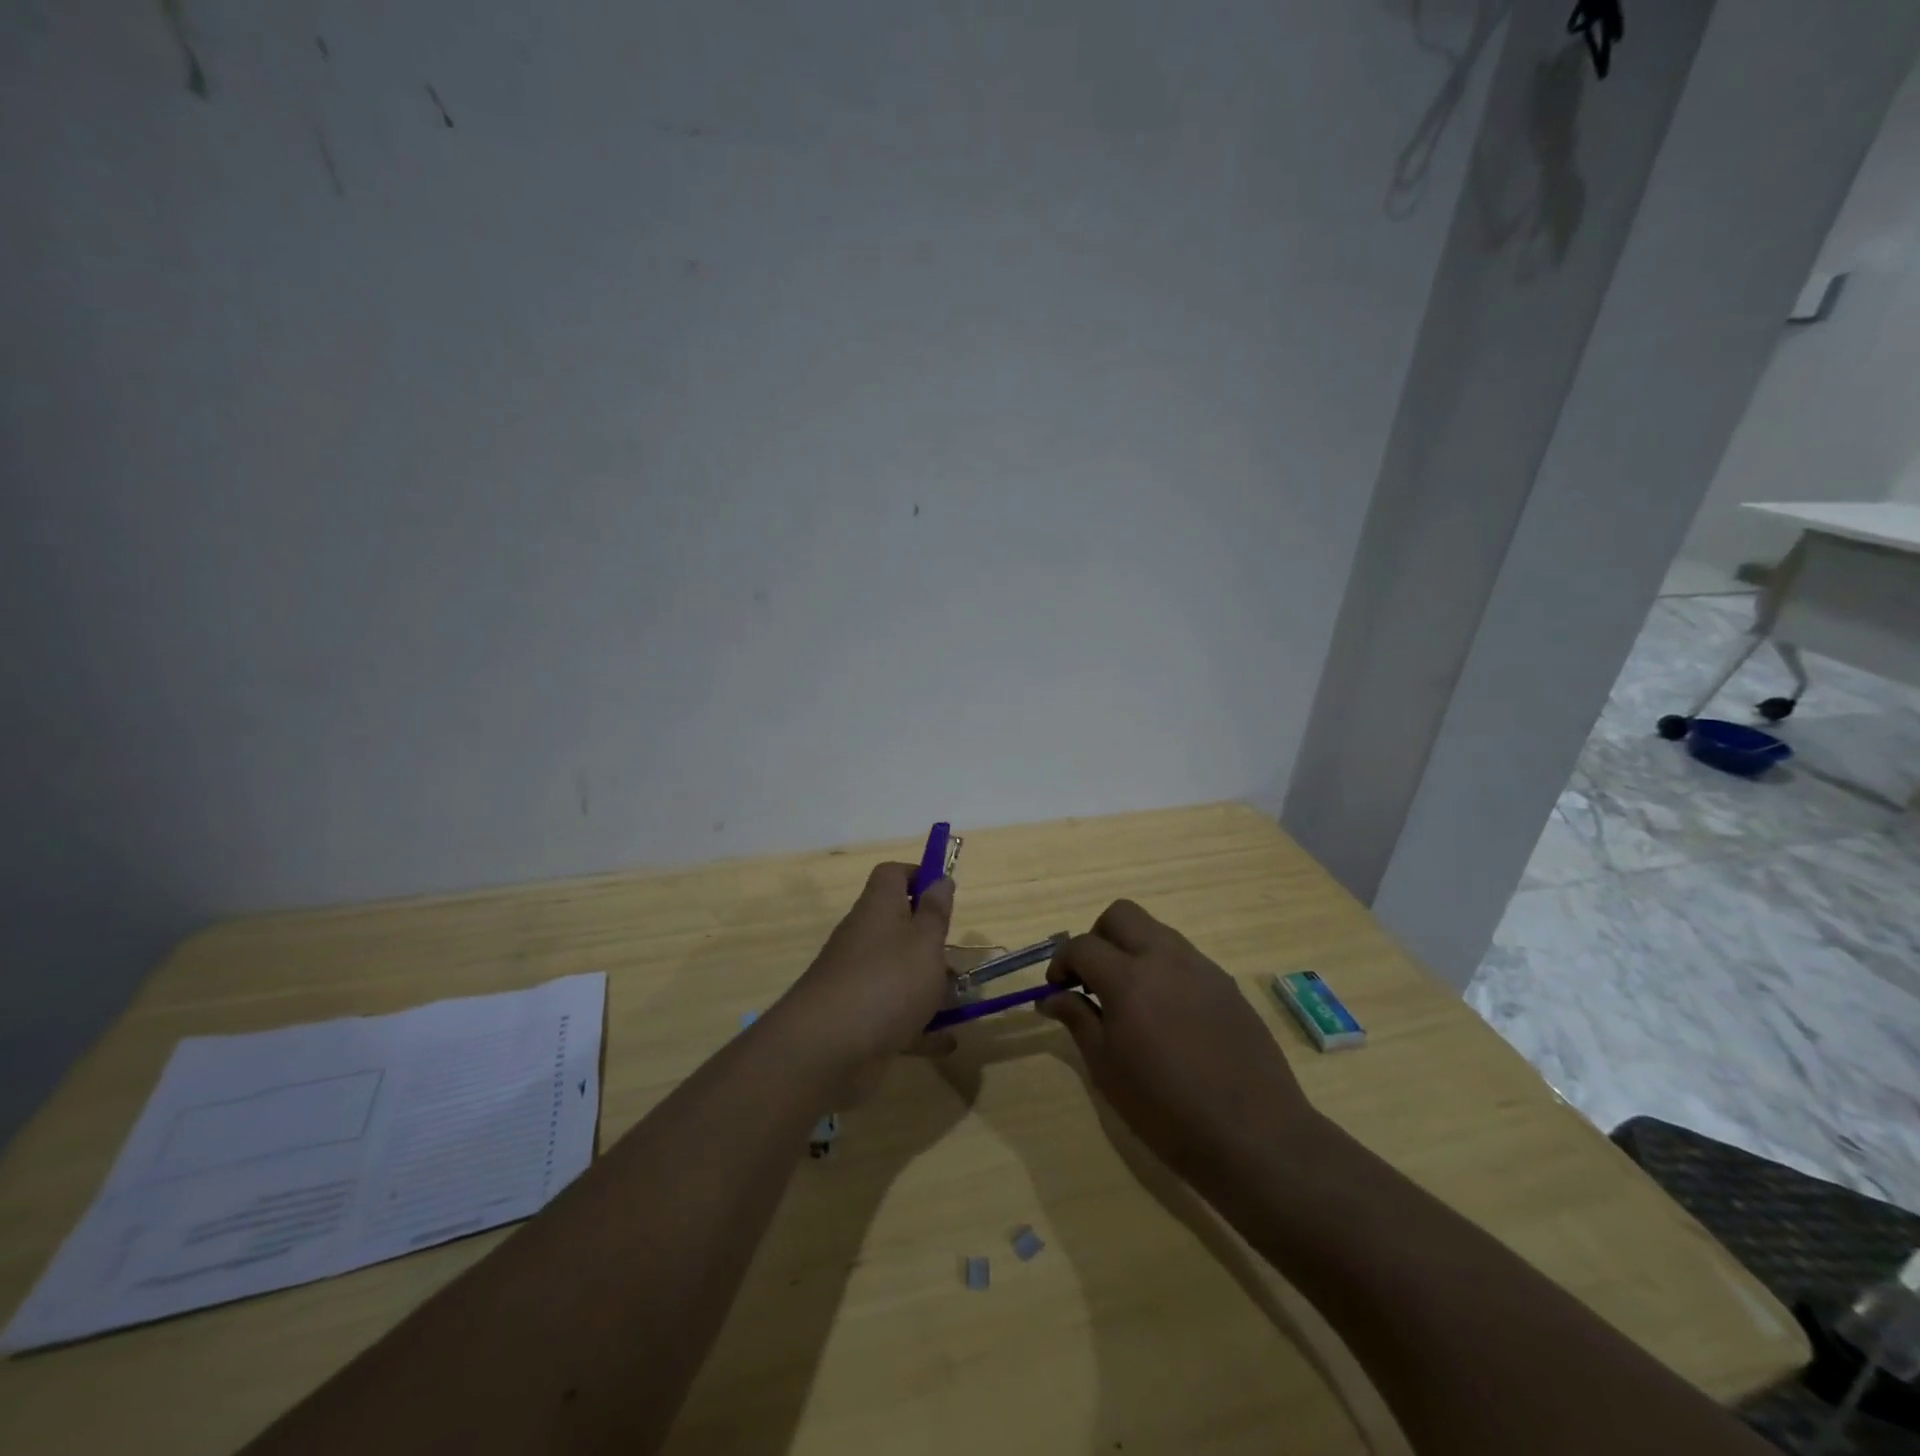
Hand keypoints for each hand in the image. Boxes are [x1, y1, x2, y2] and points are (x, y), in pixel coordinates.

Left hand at [768, 863, 954, 1103]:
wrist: (825, 1050)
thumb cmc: (886, 982)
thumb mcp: (925, 942)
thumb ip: (935, 912)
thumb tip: (940, 878)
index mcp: (878, 907)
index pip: (893, 874)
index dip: (919, 876)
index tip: (945, 896)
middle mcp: (864, 936)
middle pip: (898, 925)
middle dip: (931, 942)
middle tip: (959, 960)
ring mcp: (857, 978)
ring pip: (898, 972)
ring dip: (928, 985)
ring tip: (961, 1003)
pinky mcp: (857, 1017)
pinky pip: (893, 1013)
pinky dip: (919, 1025)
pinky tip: (946, 1042)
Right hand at [1039, 900, 1320, 1188]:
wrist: (1254, 1134)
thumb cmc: (1166, 1109)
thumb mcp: (1107, 1069)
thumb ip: (1078, 1020)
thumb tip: (1051, 996)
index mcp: (1129, 978)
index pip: (1082, 945)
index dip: (1061, 962)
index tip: (1057, 988)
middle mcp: (1164, 958)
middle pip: (1120, 914)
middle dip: (1097, 937)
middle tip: (1092, 978)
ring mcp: (1201, 967)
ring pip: (1155, 930)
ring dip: (1132, 948)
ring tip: (1129, 996)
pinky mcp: (1225, 983)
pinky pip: (1184, 956)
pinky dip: (1162, 967)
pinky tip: (1166, 1012)